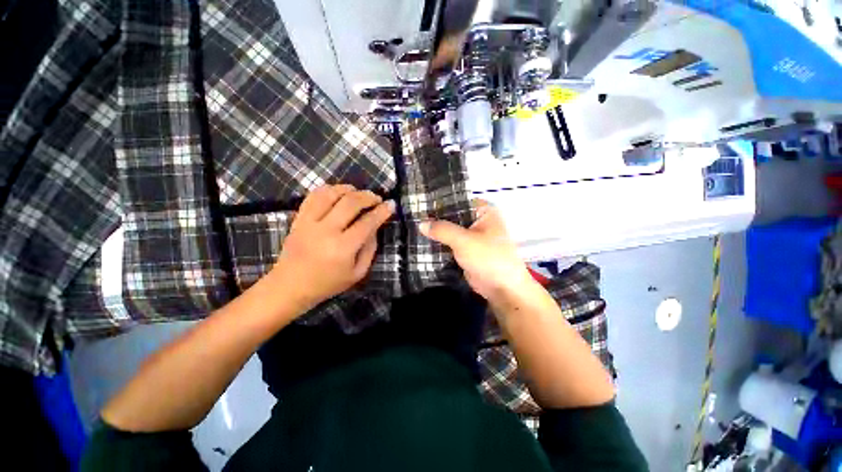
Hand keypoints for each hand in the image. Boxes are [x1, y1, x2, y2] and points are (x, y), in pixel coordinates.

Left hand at [271, 185, 394, 310]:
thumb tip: (375, 227)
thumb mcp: (357, 273)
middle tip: (377, 198)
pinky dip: (328, 189)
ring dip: (348, 189)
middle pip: (350, 203)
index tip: (391, 204)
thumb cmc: (328, 283)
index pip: (367, 223)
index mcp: (343, 248)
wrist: (290, 286)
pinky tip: (338, 192)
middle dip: (368, 197)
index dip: (382, 211)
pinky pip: (313, 196)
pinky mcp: (298, 219)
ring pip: (331, 194)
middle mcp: (326, 231)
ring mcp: (309, 223)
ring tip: (358, 193)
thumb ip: (370, 249)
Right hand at [419, 200, 532, 301]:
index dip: (439, 202)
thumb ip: (442, 230)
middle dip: (435, 219)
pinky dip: (439, 244)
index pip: (457, 201)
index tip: (420, 204)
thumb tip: (421, 223)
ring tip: (413, 230)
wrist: (502, 288)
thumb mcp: (464, 240)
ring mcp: (471, 237)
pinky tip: (422, 243)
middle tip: (413, 218)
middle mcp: (477, 221)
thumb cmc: (488, 258)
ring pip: (449, 231)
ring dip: (436, 233)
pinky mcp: (465, 251)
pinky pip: (449, 244)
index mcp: (483, 212)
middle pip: (452, 216)